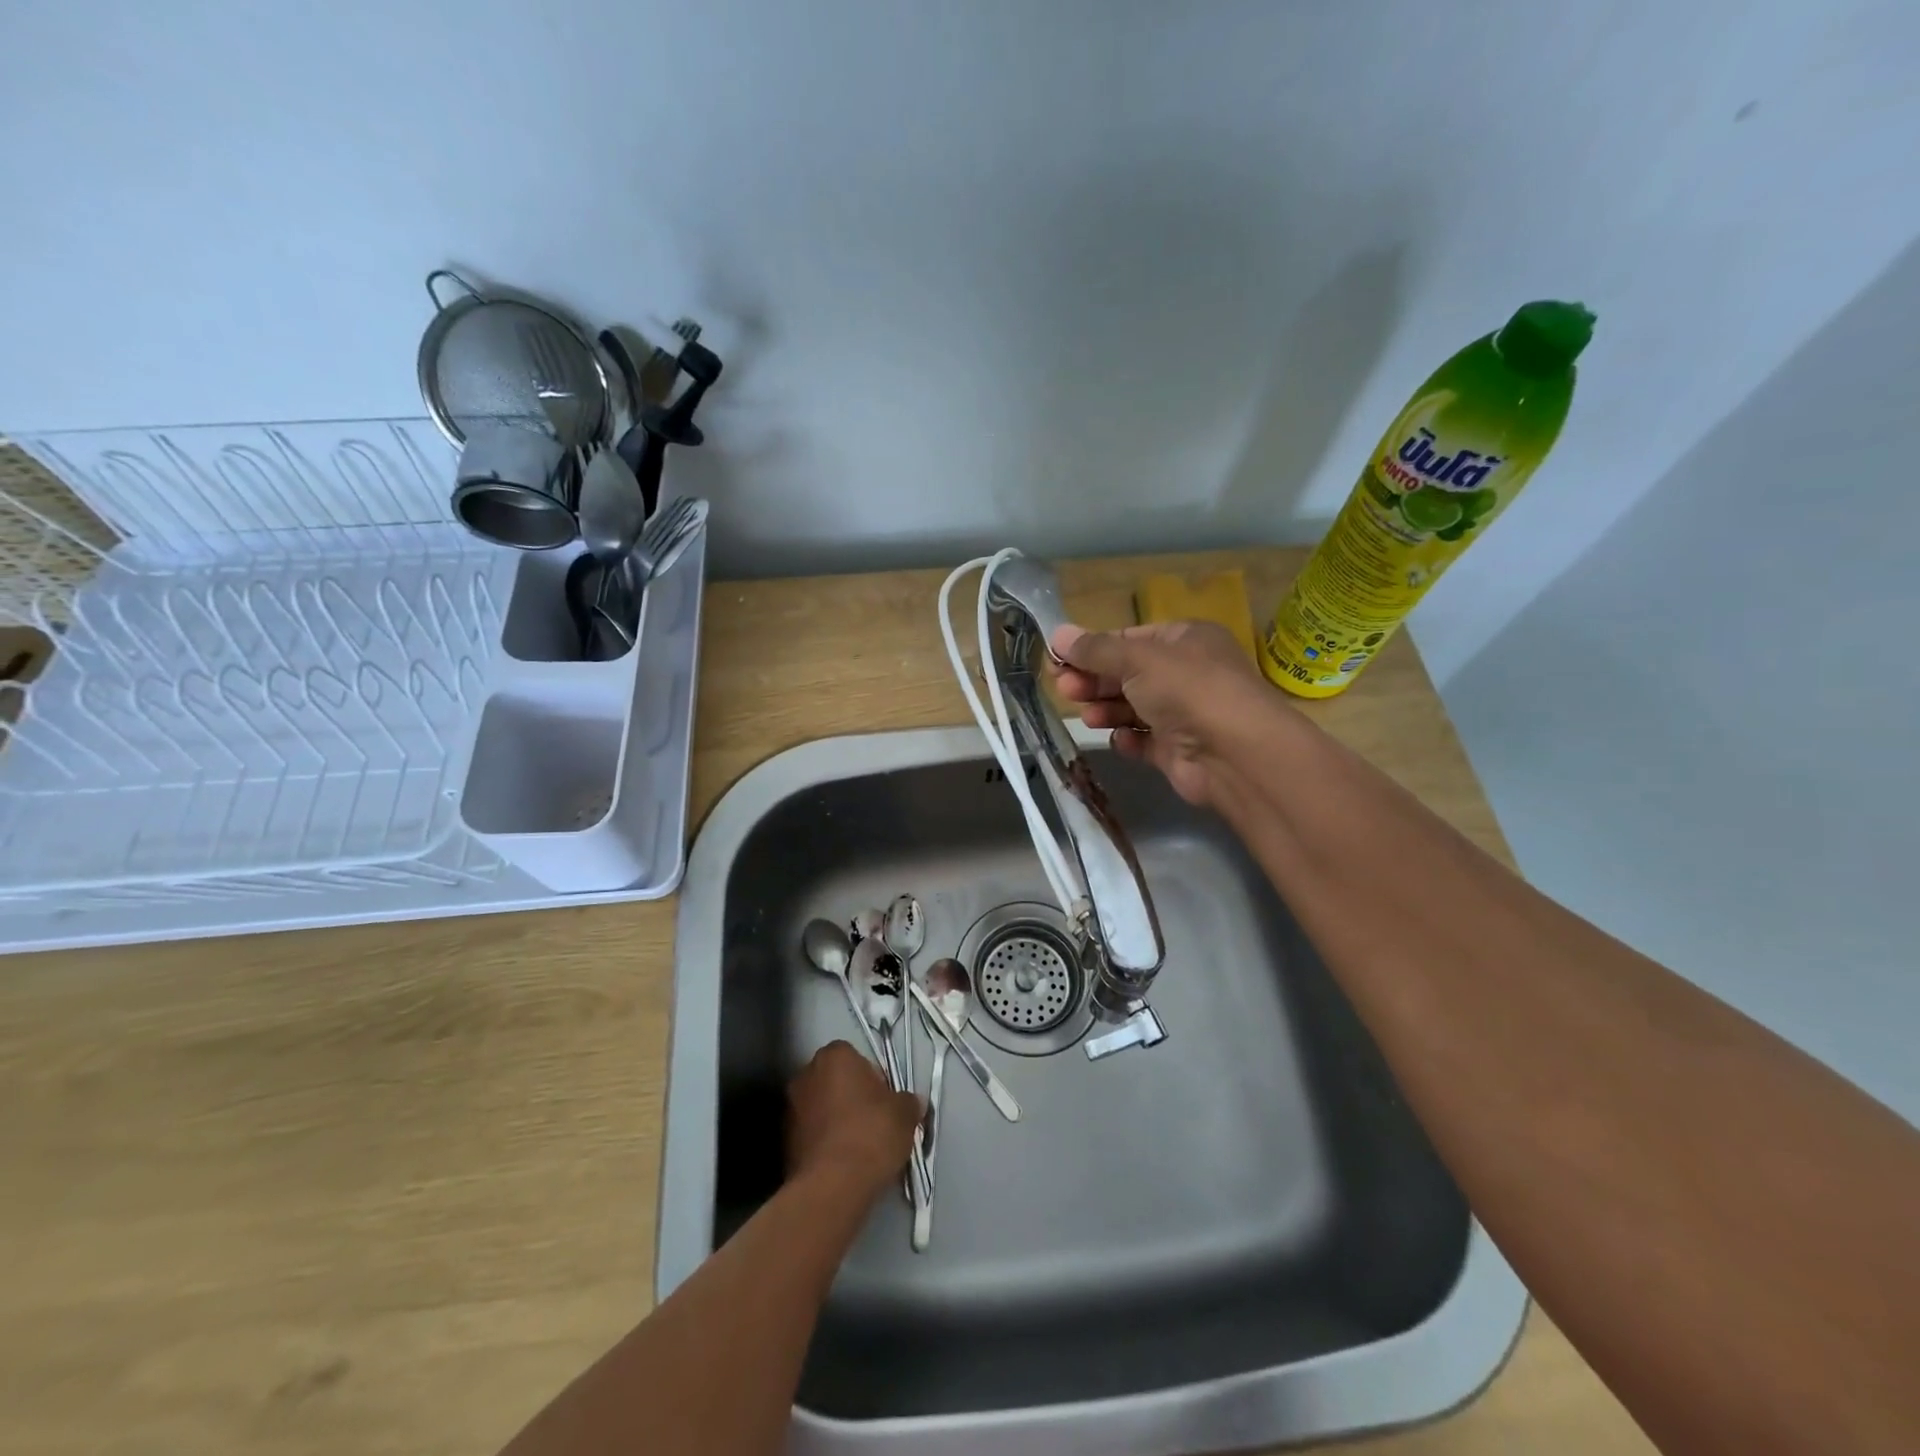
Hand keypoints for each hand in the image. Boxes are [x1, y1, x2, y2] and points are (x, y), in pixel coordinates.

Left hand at [787, 1041, 922, 1197]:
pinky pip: (811, 1134)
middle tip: (874, 1123)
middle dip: (852, 1098)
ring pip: (821, 1108)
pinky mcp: (783, 1141)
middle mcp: (806, 1073)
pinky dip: (824, 1143)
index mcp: (834, 1055)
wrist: (832, 1187)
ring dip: (835, 1120)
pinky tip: (841, 1163)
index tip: (885, 1103)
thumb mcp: (904, 1115)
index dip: (873, 1079)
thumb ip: (908, 1102)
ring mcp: (790, 1107)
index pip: (856, 1058)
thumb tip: (912, 1103)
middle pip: (835, 1081)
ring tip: (858, 1148)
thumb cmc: (871, 1135)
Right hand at [1049, 620, 1269, 807]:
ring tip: (1088, 716)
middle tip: (1065, 689)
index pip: (1130, 639)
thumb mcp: (1137, 658)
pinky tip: (1119, 739)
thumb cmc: (1187, 689)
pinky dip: (1129, 739)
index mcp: (1184, 640)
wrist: (1233, 753)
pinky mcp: (1178, 749)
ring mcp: (1184, 713)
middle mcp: (1186, 673)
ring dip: (1107, 709)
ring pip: (1133, 707)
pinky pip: (1144, 740)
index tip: (1059, 661)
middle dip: (1095, 681)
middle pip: (1128, 674)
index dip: (1094, 649)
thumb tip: (1057, 634)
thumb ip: (1095, 650)